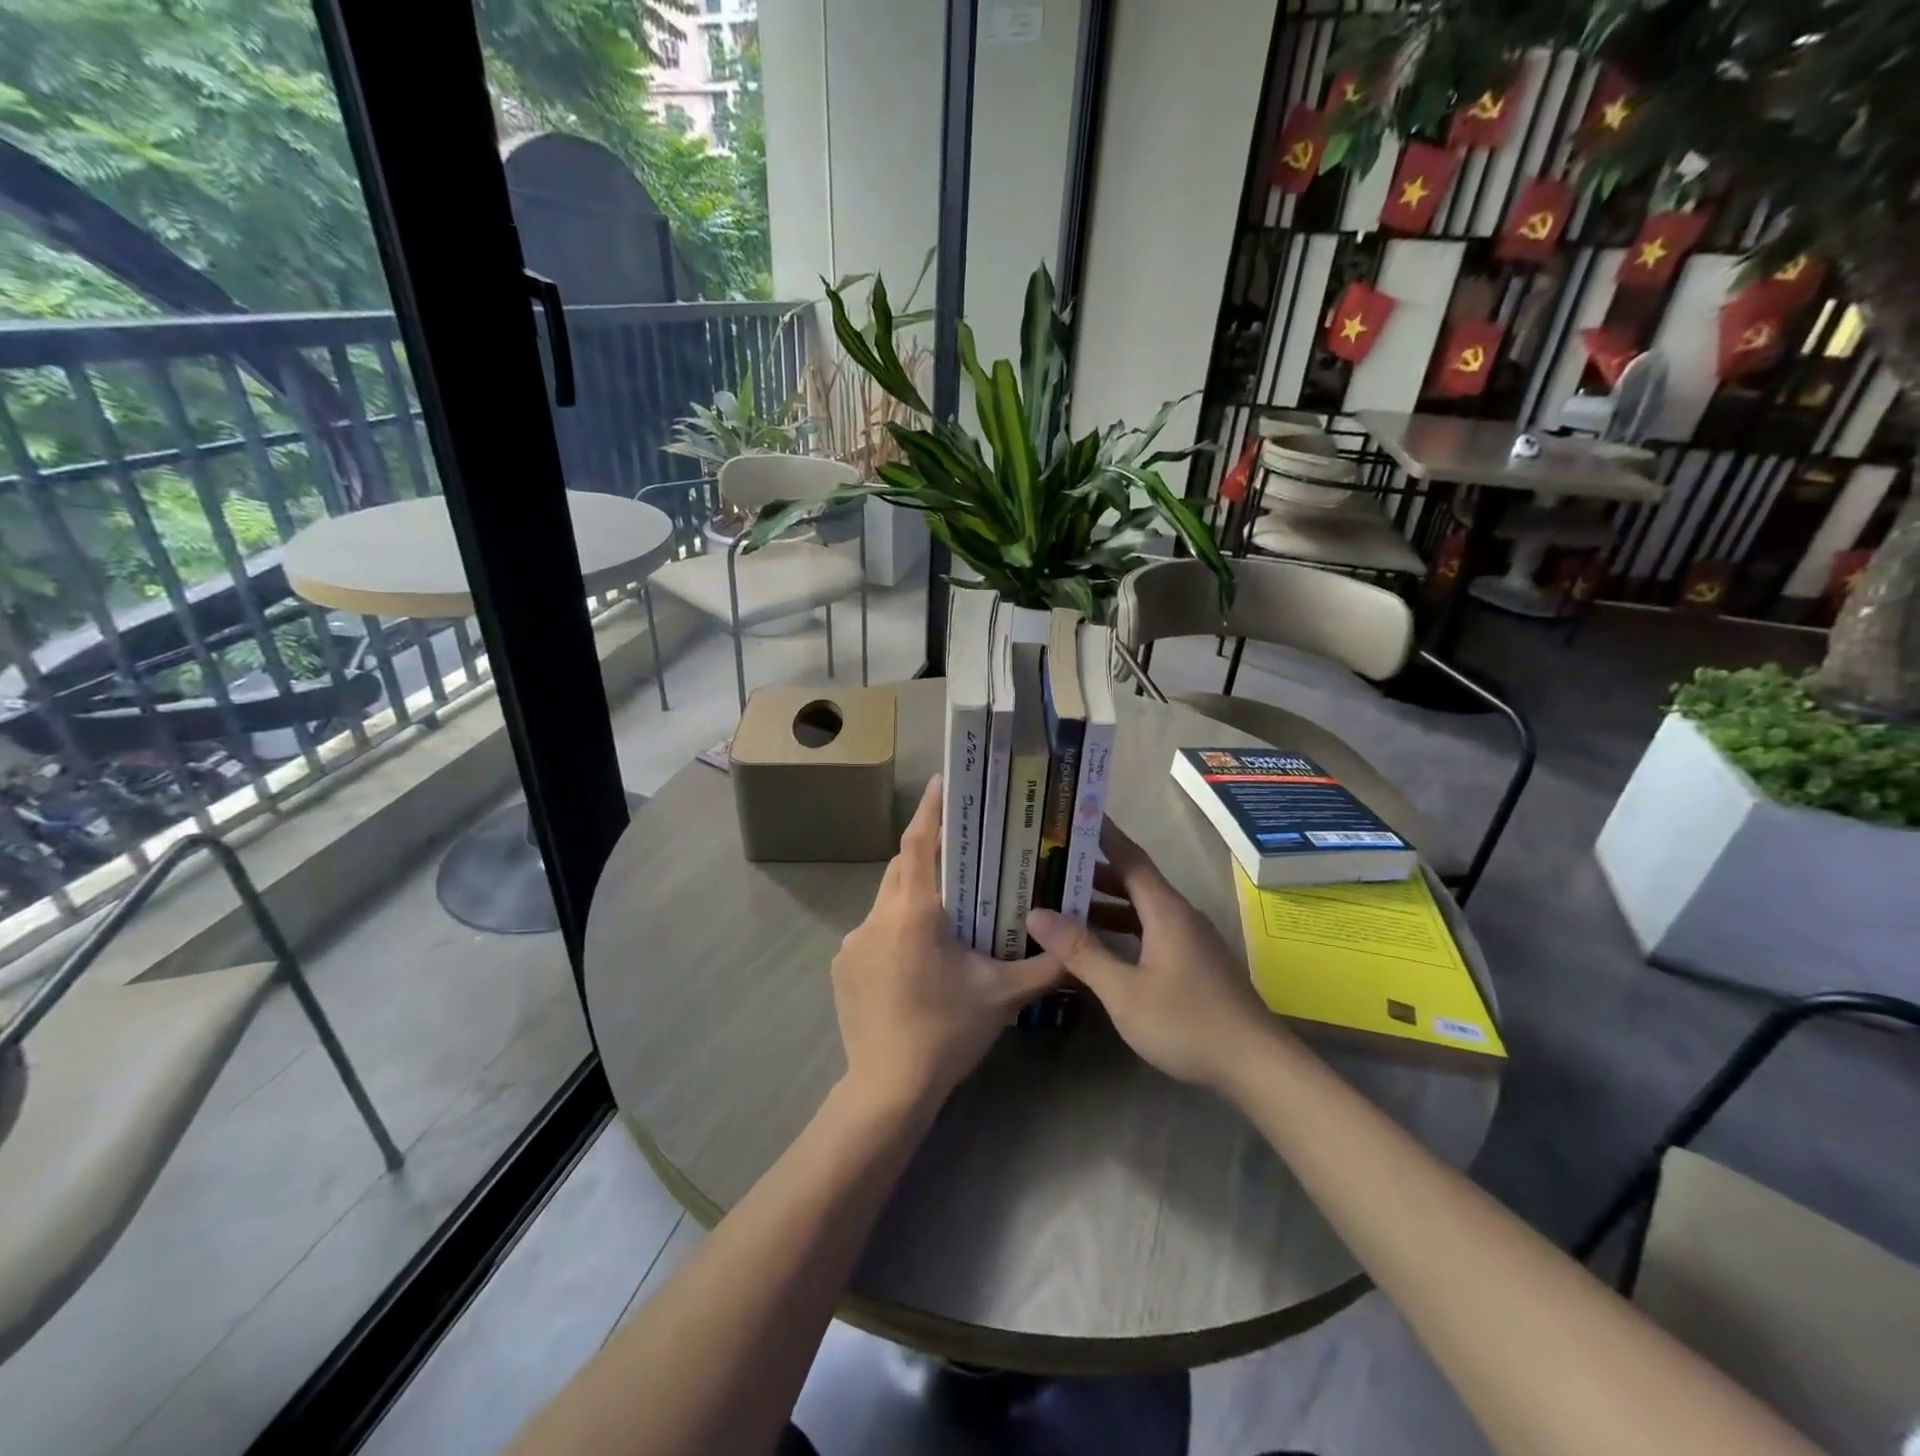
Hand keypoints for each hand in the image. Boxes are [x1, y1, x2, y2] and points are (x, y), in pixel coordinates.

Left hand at [832, 775, 1061, 1112]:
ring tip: (944, 913)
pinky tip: (916, 959)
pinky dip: (895, 929)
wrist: (887, 1088)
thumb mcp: (1003, 996)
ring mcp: (853, 941)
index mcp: (914, 912)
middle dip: (928, 853)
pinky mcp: (842, 965)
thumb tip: (1077, 946)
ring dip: (913, 896)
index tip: (942, 780)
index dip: (930, 808)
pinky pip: (873, 931)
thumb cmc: (947, 1032)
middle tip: (960, 852)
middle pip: (902, 867)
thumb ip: (1045, 966)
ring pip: (886, 900)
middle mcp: (877, 916)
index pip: (919, 843)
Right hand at [1026, 820, 1277, 1090]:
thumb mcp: (1124, 990)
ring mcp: (1190, 940)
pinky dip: (1122, 928)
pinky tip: (1100, 946)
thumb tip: (1037, 913)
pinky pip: (1151, 930)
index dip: (1104, 834)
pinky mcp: (1194, 962)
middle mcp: (1180, 915)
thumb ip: (1081, 951)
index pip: (1130, 857)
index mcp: (1165, 910)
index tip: (1076, 814)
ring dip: (1106, 903)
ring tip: (1064, 904)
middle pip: (1134, 881)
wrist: (1256, 1065)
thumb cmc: (1187, 1022)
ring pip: (1142, 908)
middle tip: (1052, 865)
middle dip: (1094, 871)